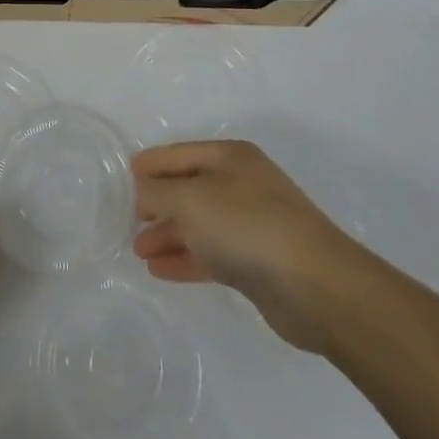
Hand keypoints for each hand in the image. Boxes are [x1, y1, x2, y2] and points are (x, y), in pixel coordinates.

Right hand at [133, 140, 374, 354]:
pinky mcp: (258, 261)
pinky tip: (161, 270)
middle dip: (158, 203)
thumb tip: (143, 191)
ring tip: (139, 251)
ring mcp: (252, 223)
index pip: (178, 154)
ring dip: (169, 234)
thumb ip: (158, 192)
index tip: (123, 178)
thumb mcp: (190, 199)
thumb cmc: (247, 226)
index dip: (150, 164)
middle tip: (129, 220)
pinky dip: (186, 258)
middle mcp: (242, 184)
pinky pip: (212, 253)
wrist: (316, 285)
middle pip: (189, 188)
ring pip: (200, 223)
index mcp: (230, 157)